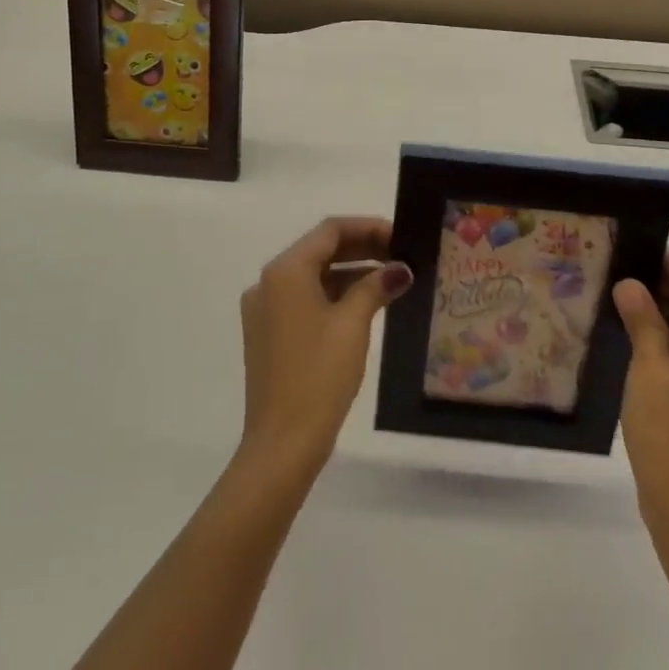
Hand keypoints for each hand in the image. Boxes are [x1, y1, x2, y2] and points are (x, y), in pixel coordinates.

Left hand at [236, 217, 413, 480]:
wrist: (282, 441)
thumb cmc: (319, 375)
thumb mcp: (353, 324)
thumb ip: (375, 286)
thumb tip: (399, 269)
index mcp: (284, 271)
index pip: (330, 231)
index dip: (368, 228)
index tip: (401, 236)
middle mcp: (269, 282)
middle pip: (320, 250)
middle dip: (362, 249)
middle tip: (402, 255)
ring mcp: (265, 309)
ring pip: (314, 275)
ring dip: (351, 272)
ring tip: (392, 278)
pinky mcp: (269, 333)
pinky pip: (305, 299)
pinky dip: (335, 295)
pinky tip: (367, 303)